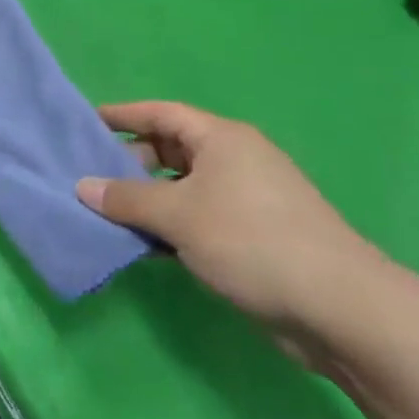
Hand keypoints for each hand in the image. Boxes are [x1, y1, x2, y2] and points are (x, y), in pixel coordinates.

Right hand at [75, 102, 386, 355]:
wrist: (335, 305)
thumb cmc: (250, 240)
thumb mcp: (178, 215)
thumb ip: (126, 199)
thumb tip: (83, 187)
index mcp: (222, 140)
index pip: (163, 113)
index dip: (124, 115)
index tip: (87, 122)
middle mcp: (235, 161)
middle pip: (171, 149)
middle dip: (130, 161)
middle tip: (91, 178)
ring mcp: (246, 199)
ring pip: (183, 187)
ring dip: (147, 199)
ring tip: (106, 213)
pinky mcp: (251, 235)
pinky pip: (197, 218)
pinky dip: (169, 226)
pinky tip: (143, 245)